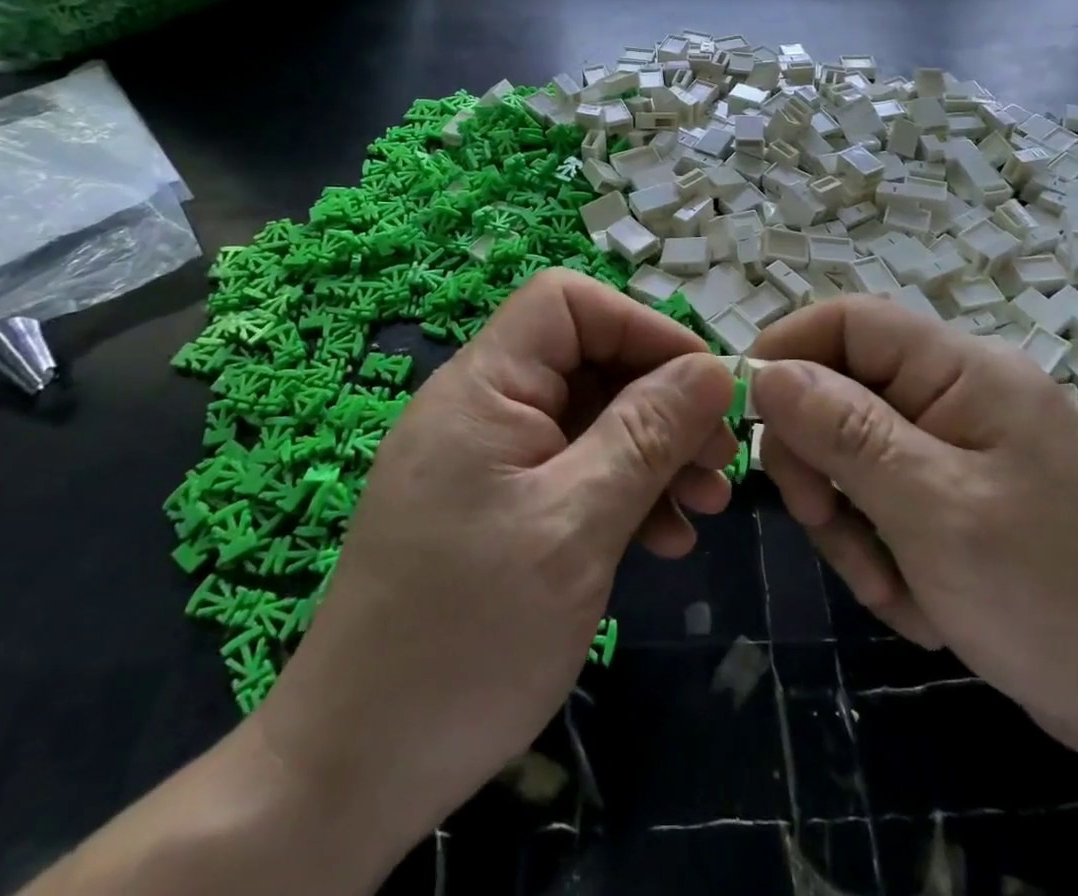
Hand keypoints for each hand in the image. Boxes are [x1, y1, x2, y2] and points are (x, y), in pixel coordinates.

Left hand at [254, 269, 738, 864]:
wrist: (356, 774)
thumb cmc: (470, 636)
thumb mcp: (578, 525)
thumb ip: (647, 435)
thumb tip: (713, 369)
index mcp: (484, 387)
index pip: (567, 303)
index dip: (640, 327)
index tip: (701, 385)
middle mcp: (481, 408)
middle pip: (587, 362)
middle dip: (661, 401)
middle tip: (721, 458)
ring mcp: (486, 461)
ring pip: (588, 420)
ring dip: (652, 453)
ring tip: (706, 505)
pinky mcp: (493, 509)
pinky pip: (570, 472)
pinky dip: (621, 493)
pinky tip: (662, 541)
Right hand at [752, 297, 1077, 770]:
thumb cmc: (1055, 595)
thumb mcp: (933, 509)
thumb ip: (844, 431)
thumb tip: (764, 371)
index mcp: (963, 369)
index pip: (850, 320)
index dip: (787, 349)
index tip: (744, 413)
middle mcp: (959, 394)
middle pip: (843, 391)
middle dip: (822, 463)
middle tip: (826, 526)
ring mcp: (960, 448)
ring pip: (855, 457)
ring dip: (853, 523)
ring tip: (893, 586)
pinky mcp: (960, 498)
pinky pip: (886, 501)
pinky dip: (884, 551)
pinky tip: (922, 601)